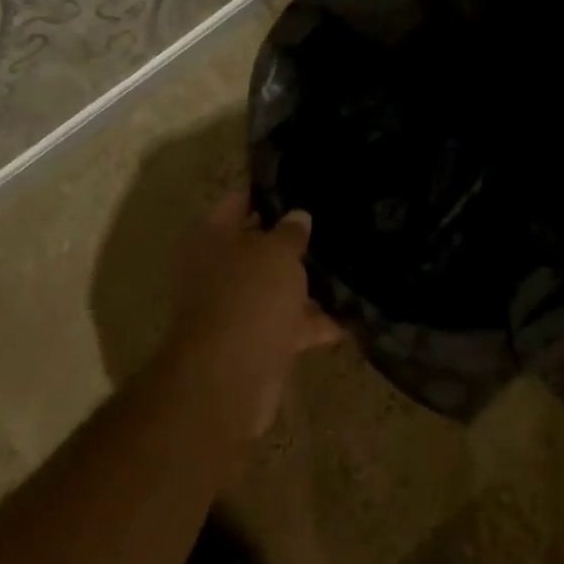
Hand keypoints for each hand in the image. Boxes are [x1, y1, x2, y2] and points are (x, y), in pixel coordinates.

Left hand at [157, 190, 341, 441]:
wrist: (229, 381)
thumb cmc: (248, 298)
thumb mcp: (277, 253)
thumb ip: (291, 232)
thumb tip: (299, 216)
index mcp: (212, 237)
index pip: (238, 200)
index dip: (268, 191)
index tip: (302, 183)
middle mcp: (218, 268)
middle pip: (258, 245)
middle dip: (293, 240)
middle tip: (334, 223)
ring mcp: (236, 307)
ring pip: (276, 286)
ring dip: (306, 283)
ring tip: (350, 265)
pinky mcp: (256, 342)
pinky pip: (289, 324)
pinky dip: (315, 322)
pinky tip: (351, 315)